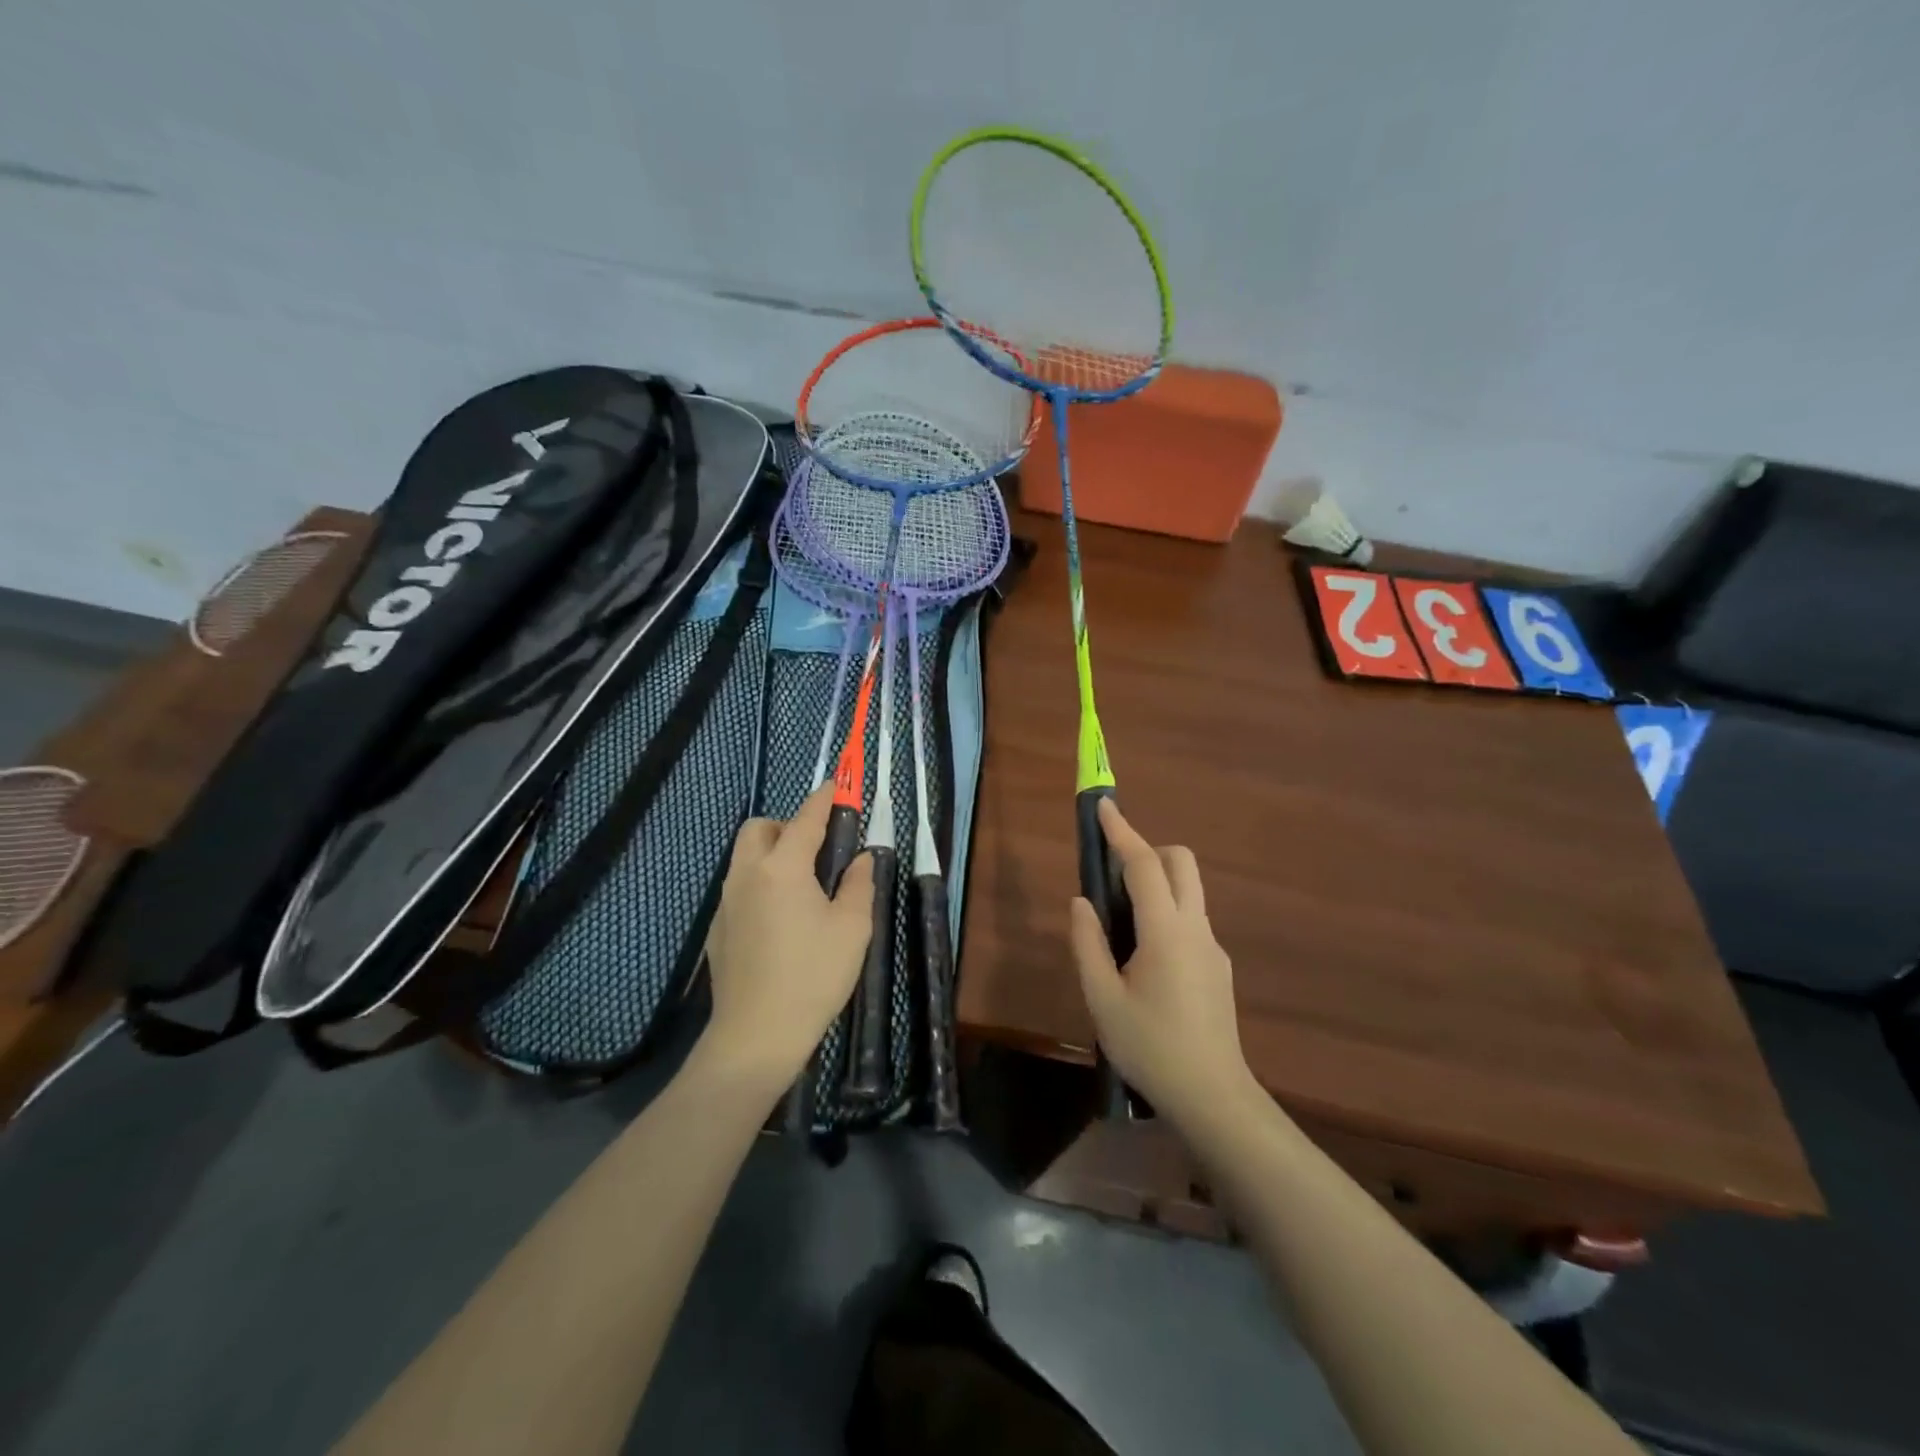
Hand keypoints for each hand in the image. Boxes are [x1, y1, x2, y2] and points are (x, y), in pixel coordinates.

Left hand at [703, 783, 874, 1092]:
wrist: (756, 1035)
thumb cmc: (813, 975)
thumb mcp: (853, 928)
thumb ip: (859, 883)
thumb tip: (861, 858)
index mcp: (782, 868)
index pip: (805, 819)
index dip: (823, 799)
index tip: (836, 784)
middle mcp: (747, 875)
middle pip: (758, 829)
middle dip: (786, 825)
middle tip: (816, 849)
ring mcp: (726, 902)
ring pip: (744, 858)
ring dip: (770, 853)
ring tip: (801, 885)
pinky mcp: (717, 929)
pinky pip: (738, 888)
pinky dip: (759, 883)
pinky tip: (780, 919)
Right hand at [1070, 799, 1253, 1123]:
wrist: (1212, 1097)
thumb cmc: (1150, 1047)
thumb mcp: (1102, 998)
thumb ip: (1088, 943)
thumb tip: (1081, 902)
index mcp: (1165, 931)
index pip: (1143, 864)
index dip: (1121, 832)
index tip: (1104, 807)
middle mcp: (1196, 927)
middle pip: (1181, 863)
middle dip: (1148, 852)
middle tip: (1113, 877)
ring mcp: (1213, 947)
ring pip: (1190, 891)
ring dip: (1158, 884)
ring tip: (1121, 927)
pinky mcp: (1219, 966)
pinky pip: (1191, 921)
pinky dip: (1167, 915)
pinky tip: (1145, 963)